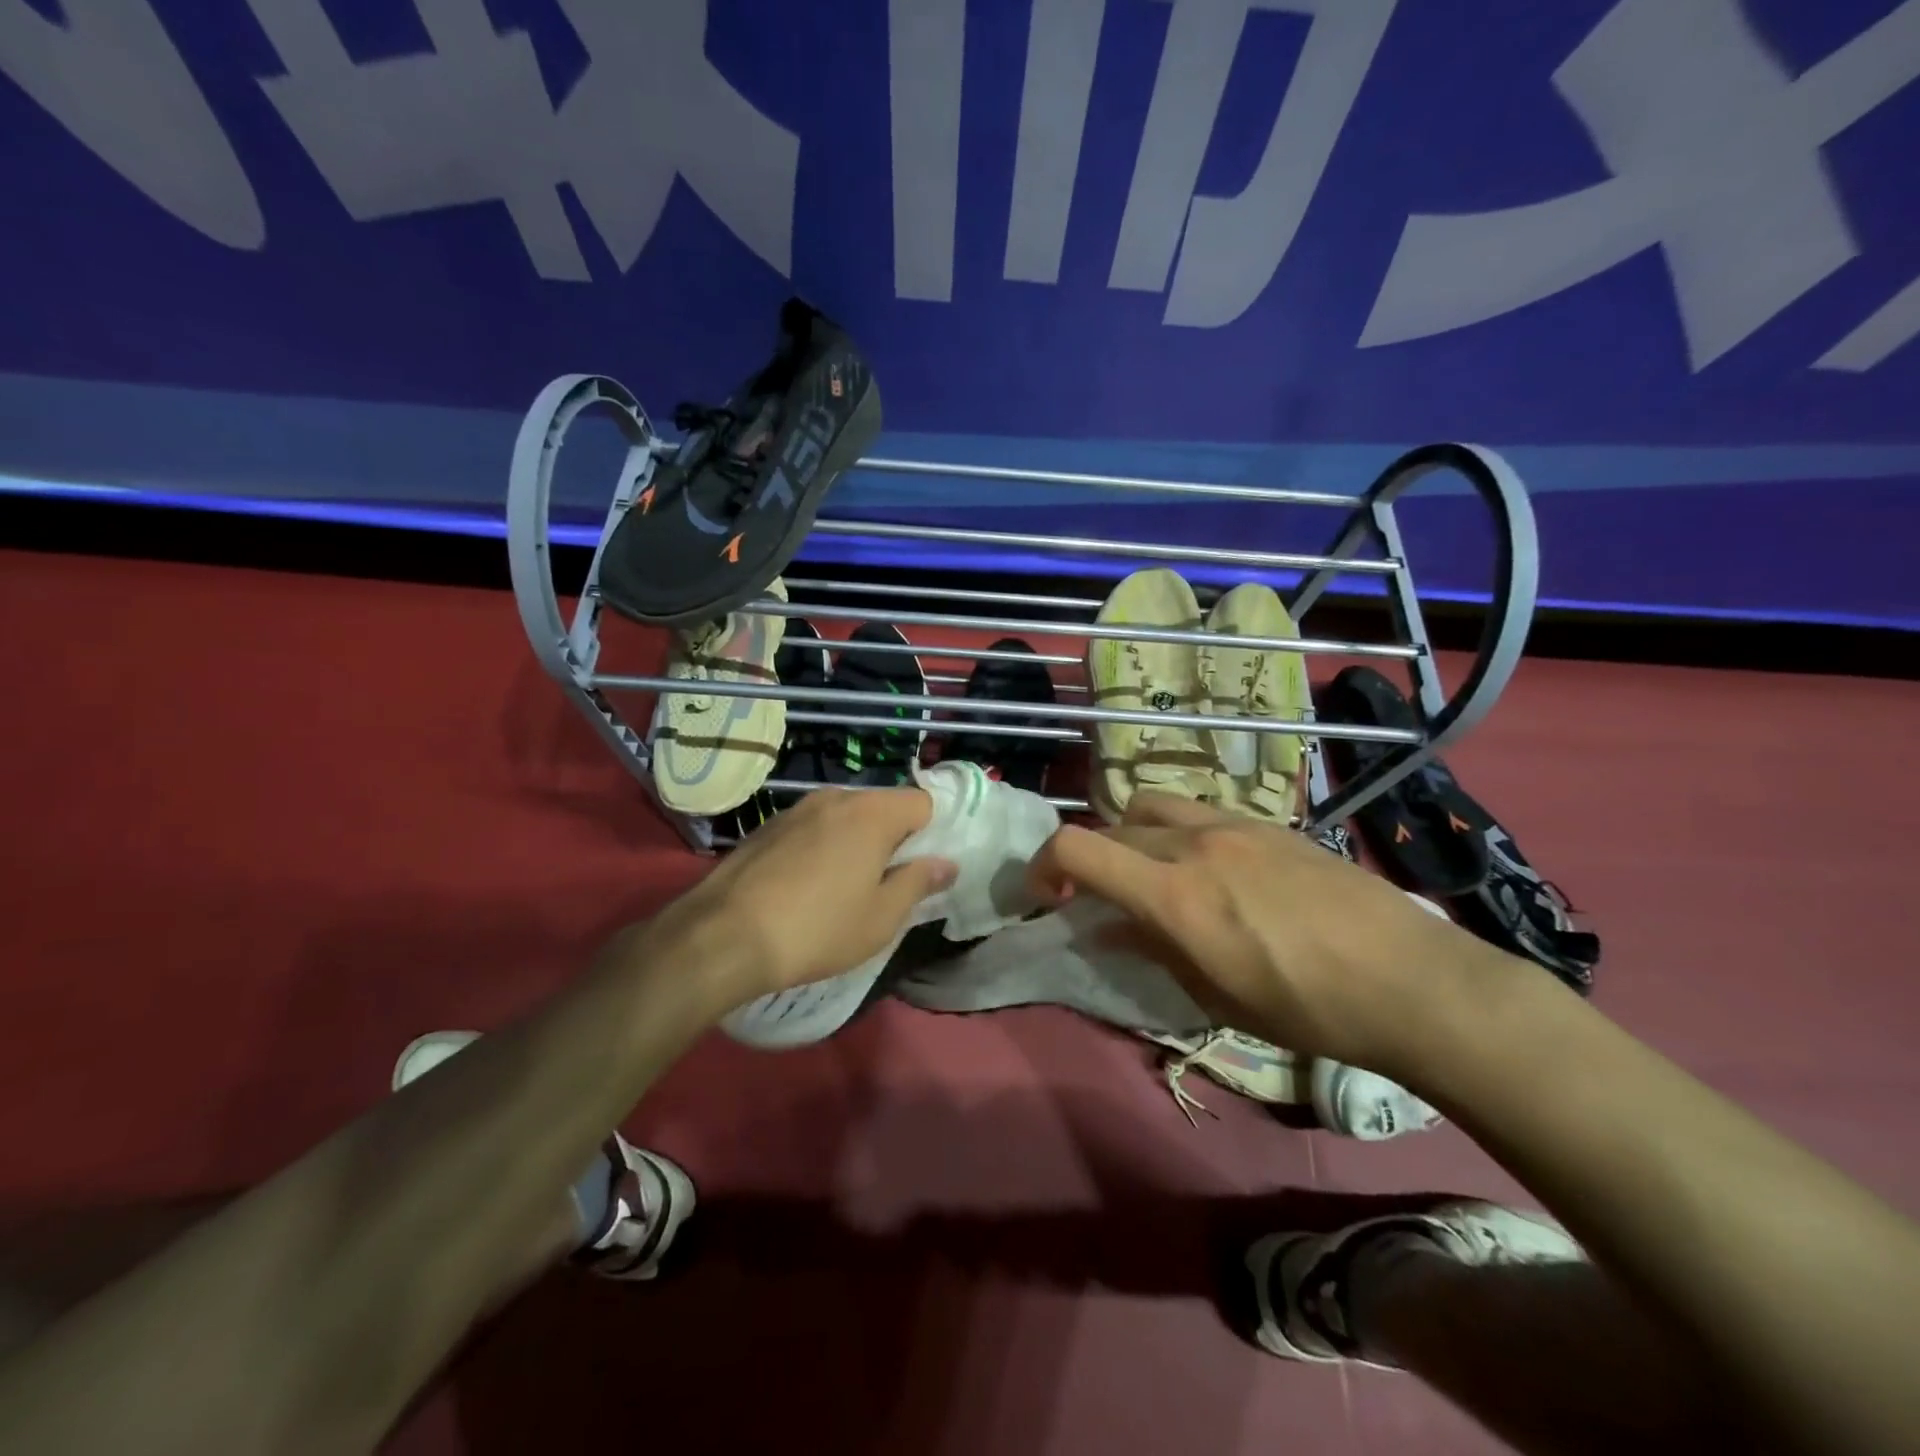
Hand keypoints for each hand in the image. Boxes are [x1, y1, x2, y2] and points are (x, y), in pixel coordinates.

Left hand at [660, 787, 955, 1008]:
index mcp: (871, 813)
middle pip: (882, 806)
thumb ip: (919, 883)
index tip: (922, 869)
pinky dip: (821, 847)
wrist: (722, 937)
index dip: (931, 833)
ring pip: (845, 816)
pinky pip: (812, 827)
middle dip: (893, 838)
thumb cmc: (817, 929)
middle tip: (886, 884)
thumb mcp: (881, 917)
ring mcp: (796, 809)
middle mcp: (835, 798)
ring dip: (855, 842)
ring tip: (844, 888)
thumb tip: (946, 863)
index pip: (922, 802)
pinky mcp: (767, 826)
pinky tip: (805, 886)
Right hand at [1026, 794, 1507, 1076]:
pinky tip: (1214, 871)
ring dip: (1133, 835)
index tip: (1045, 895)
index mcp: (1173, 893)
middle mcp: (1194, 844)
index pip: (1077, 849)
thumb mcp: (1214, 994)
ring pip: (1153, 807)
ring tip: (1154, 873)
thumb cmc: (1306, 1006)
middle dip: (1091, 859)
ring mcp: (1234, 825)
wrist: (1411, 980)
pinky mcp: (1269, 823)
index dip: (1043, 865)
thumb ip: (1152, 949)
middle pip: (1113, 828)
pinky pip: (1200, 813)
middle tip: (1100, 898)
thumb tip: (1110, 929)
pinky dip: (1180, 834)